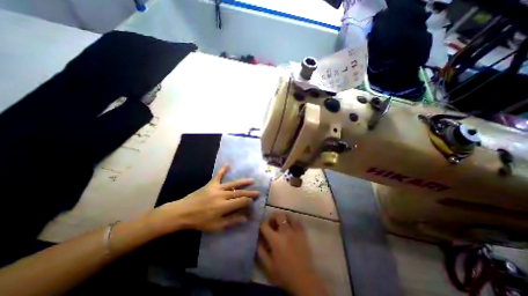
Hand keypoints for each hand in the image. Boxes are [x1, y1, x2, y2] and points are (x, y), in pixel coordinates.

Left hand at [148, 163, 258, 233]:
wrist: (182, 213)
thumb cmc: (199, 221)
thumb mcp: (216, 225)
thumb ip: (231, 220)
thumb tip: (245, 217)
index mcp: (224, 206)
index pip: (241, 202)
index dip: (248, 201)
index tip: (253, 202)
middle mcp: (222, 195)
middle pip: (239, 193)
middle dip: (249, 193)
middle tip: (257, 192)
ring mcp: (216, 188)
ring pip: (233, 184)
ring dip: (243, 182)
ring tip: (251, 180)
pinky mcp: (210, 184)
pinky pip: (218, 175)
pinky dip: (223, 170)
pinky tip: (228, 164)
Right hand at [258, 212, 328, 295]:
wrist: (304, 280)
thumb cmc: (284, 274)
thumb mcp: (268, 266)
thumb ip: (260, 251)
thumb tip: (257, 238)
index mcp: (275, 240)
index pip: (265, 225)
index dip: (261, 224)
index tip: (260, 227)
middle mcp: (285, 232)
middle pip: (278, 215)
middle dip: (272, 216)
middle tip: (271, 222)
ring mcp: (295, 231)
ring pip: (288, 215)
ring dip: (283, 217)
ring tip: (281, 222)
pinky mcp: (303, 233)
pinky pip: (298, 221)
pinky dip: (292, 220)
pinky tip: (290, 226)